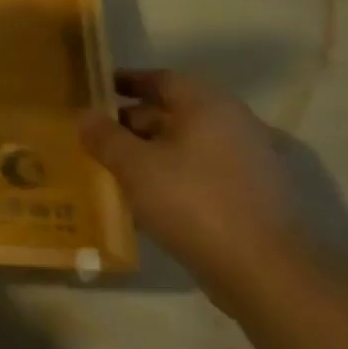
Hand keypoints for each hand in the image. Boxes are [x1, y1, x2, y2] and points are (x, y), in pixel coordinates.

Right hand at [78, 70, 316, 304]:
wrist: (263, 269)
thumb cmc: (193, 203)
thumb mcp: (135, 167)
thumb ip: (105, 138)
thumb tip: (84, 115)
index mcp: (209, 106)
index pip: (162, 79)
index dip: (127, 82)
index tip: (97, 91)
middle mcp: (234, 124)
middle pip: (175, 111)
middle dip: (133, 122)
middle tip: (96, 137)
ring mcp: (248, 160)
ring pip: (187, 144)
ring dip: (151, 151)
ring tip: (113, 168)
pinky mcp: (251, 194)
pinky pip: (201, 171)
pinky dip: (172, 175)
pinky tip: (146, 198)